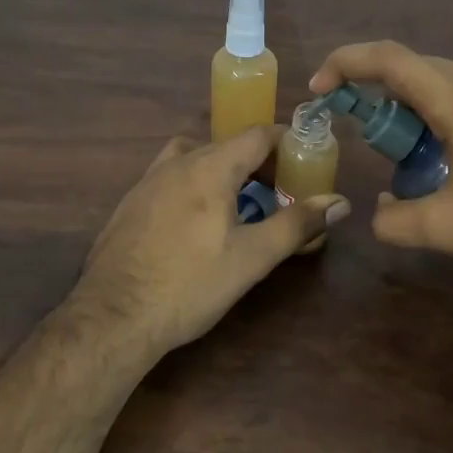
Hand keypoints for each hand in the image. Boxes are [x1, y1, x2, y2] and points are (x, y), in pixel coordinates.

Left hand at [70, 125, 349, 359]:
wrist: (112, 317)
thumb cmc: (189, 285)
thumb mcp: (251, 258)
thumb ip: (297, 224)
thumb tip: (340, 202)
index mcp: (209, 167)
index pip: (257, 134)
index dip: (287, 143)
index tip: (306, 164)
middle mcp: (177, 163)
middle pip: (227, 145)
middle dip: (259, 163)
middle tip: (281, 193)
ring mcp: (147, 181)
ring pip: (195, 157)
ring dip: (223, 171)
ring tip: (239, 206)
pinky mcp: (130, 203)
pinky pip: (171, 177)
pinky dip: (194, 185)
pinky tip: (196, 223)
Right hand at [309, 41, 452, 274]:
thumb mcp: (451, 230)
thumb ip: (397, 222)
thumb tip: (379, 211)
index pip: (390, 59)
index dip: (346, 62)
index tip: (321, 87)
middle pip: (415, 67)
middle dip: (378, 92)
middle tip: (365, 133)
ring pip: (445, 78)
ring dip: (415, 104)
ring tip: (411, 150)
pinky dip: (446, 109)